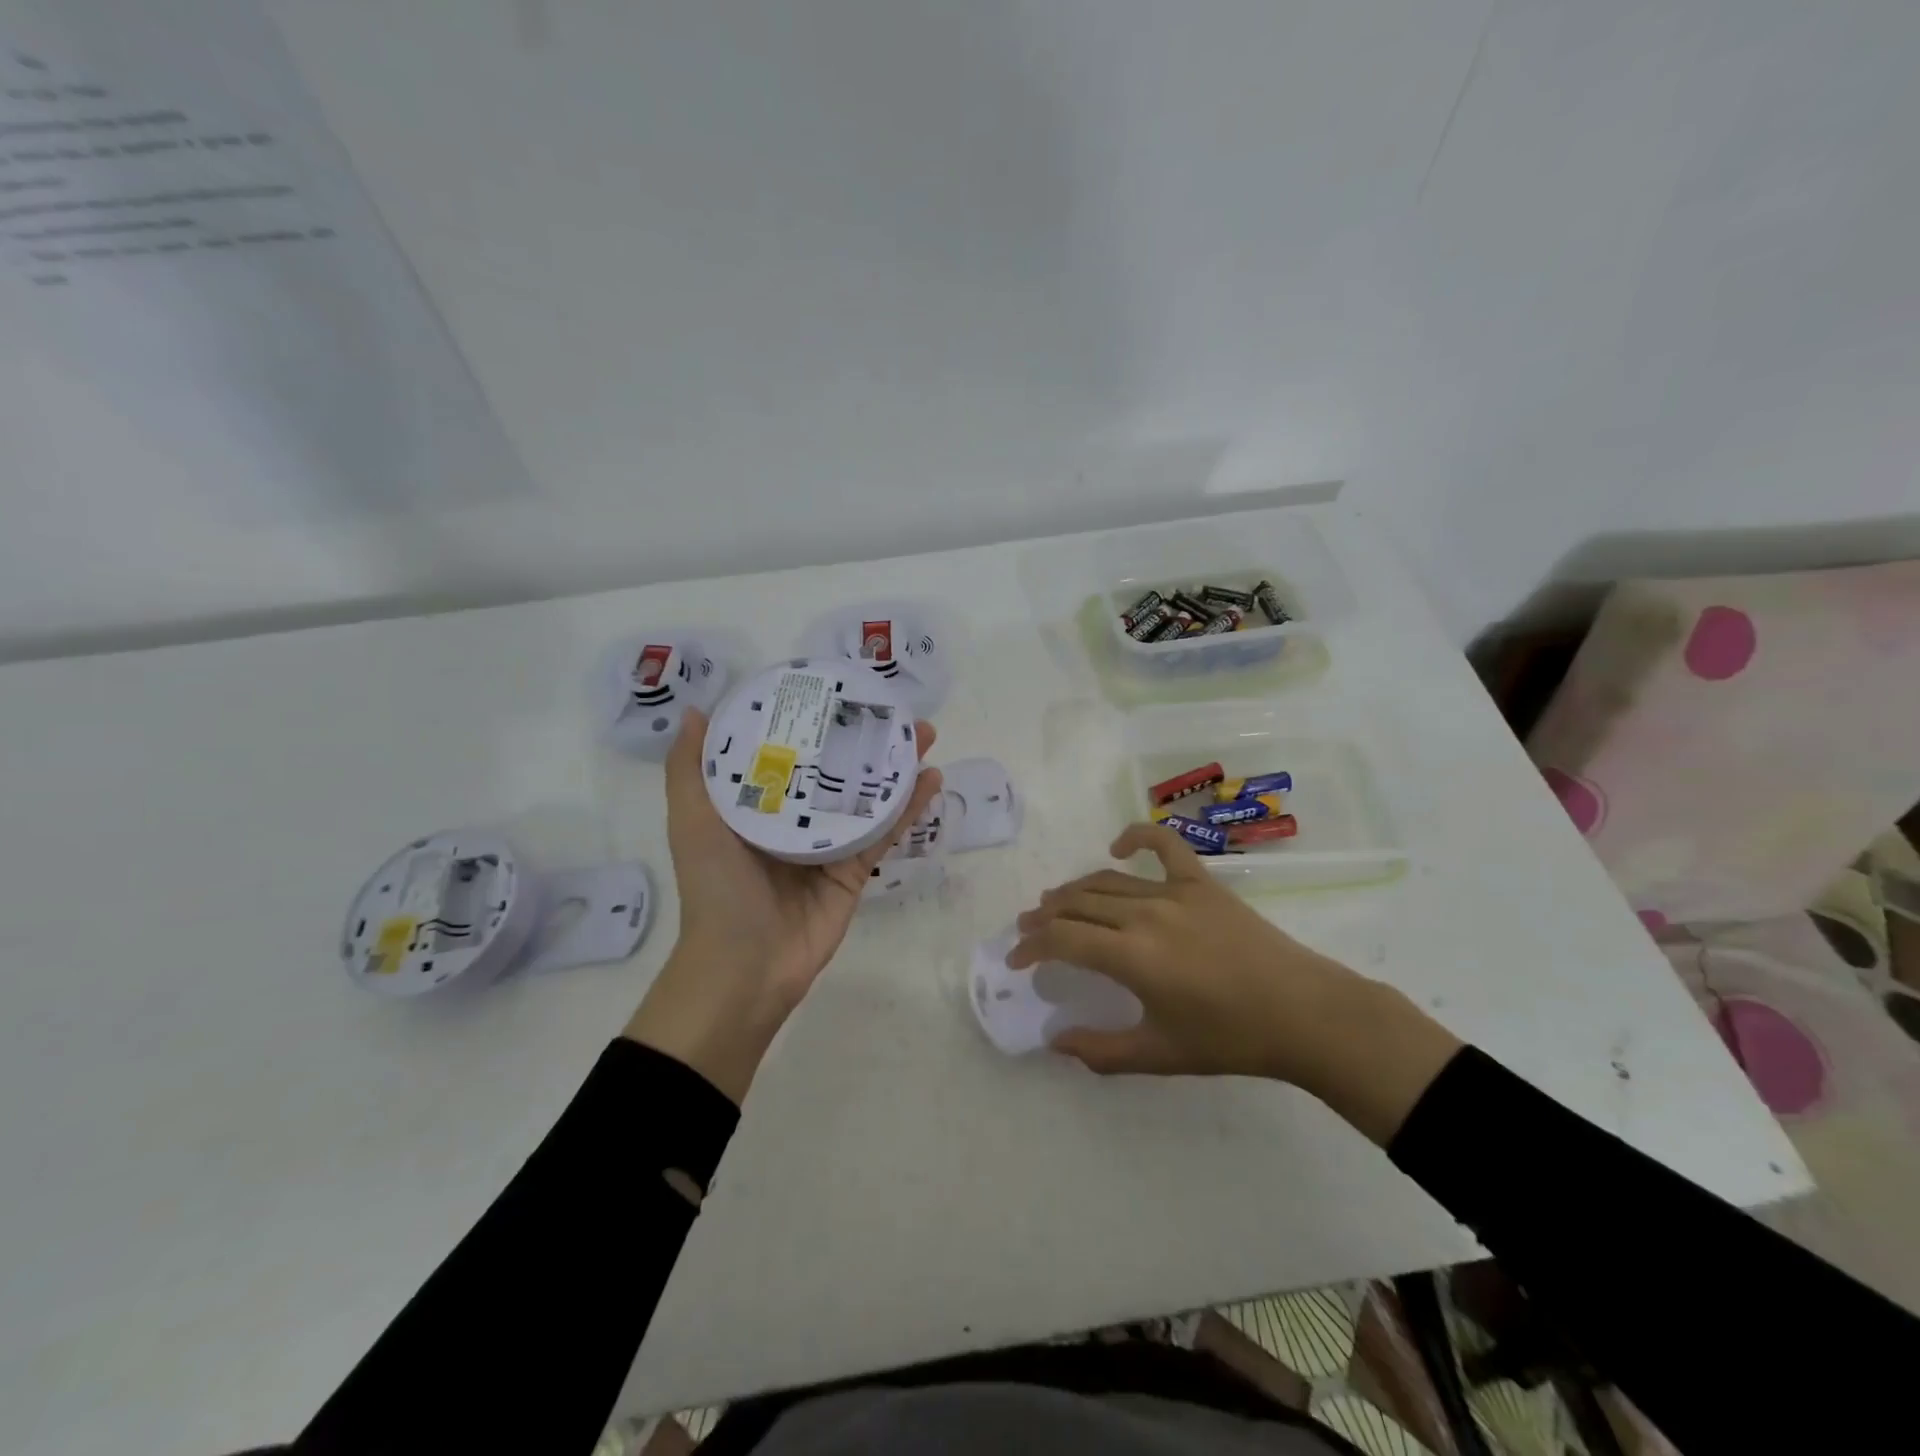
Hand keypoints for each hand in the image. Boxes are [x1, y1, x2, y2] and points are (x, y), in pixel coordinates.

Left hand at [625, 708, 942, 1102]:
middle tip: (891, 709)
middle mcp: (793, 818)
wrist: (745, 965)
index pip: (784, 750)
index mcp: (754, 804)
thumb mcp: (691, 821)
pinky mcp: (854, 869)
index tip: (833, 689)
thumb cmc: (716, 887)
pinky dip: (908, 806)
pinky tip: (931, 778)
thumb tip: (694, 711)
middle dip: (862, 738)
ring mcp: (827, 844)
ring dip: (894, 765)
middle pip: (833, 767)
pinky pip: (884, 831)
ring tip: (921, 734)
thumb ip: (690, 770)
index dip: (809, 719)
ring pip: (865, 795)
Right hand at [1012, 822, 1460, 1144]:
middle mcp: (1144, 915)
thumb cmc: (1231, 1039)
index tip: (1016, 960)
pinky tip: (1117, 845)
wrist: (1304, 1014)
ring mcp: (1174, 892)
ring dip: (1073, 889)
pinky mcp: (1201, 882)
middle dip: (1044, 917)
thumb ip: (1101, 1050)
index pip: (1062, 940)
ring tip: (1053, 901)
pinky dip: (1136, 837)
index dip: (1031, 947)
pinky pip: (1164, 846)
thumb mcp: (1160, 1055)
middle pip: (1076, 904)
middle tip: (1028, 929)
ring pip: (1106, 881)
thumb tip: (1054, 1041)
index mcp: (1132, 957)